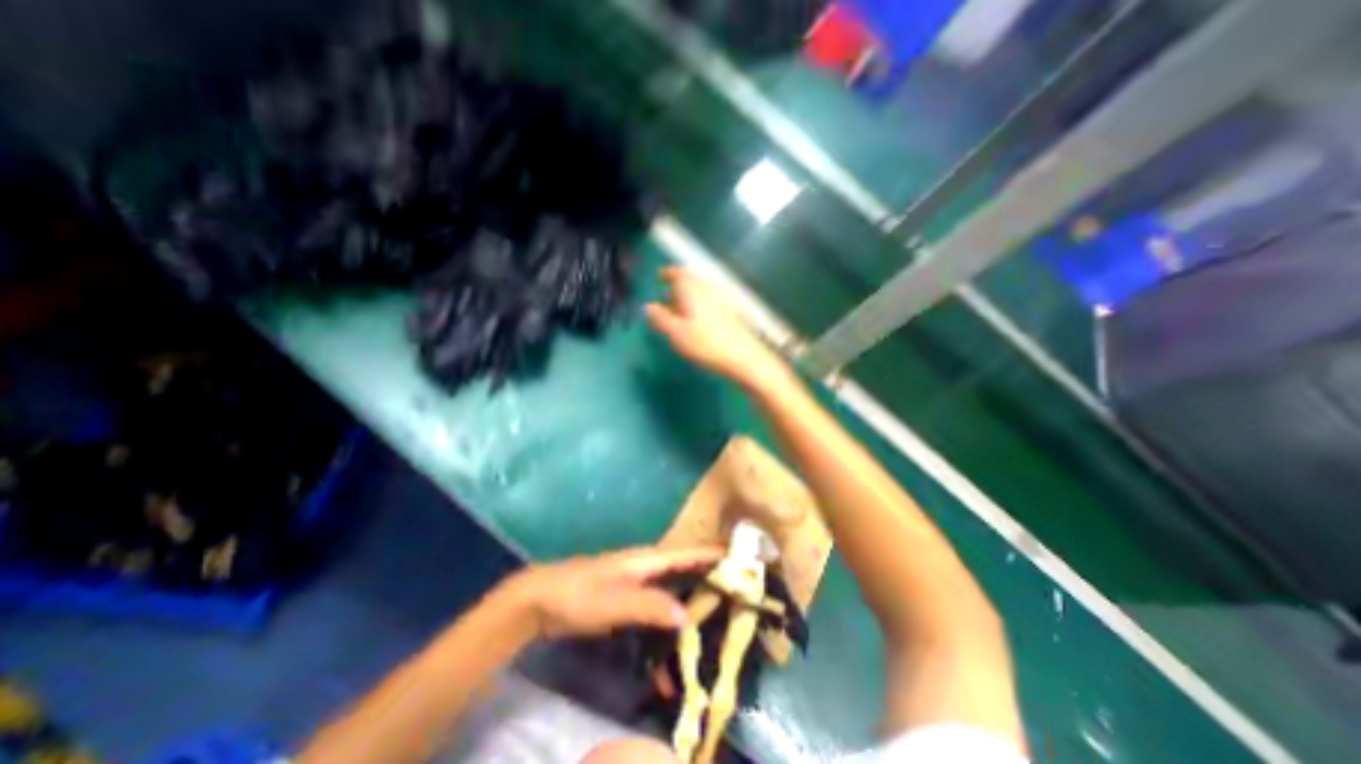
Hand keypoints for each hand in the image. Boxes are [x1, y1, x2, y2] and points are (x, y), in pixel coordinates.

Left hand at [508, 542, 720, 638]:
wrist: (542, 598)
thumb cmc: (580, 594)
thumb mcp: (615, 601)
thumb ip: (650, 605)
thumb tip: (688, 615)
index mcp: (647, 559)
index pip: (688, 553)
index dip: (713, 553)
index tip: (742, 554)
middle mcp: (646, 565)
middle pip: (685, 564)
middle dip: (711, 570)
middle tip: (740, 583)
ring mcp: (636, 579)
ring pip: (674, 580)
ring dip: (696, 586)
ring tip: (722, 600)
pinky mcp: (628, 594)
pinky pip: (661, 595)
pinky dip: (677, 601)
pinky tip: (683, 618)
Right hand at [645, 265, 792, 389]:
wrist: (743, 356)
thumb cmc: (705, 343)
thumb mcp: (675, 333)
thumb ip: (660, 318)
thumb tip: (648, 306)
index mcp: (692, 288)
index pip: (677, 273)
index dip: (667, 273)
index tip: (659, 276)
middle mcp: (708, 288)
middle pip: (690, 281)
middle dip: (677, 288)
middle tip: (666, 301)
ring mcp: (722, 298)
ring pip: (700, 292)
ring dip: (688, 298)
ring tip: (679, 314)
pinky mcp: (730, 311)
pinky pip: (709, 301)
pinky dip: (699, 306)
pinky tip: (697, 322)